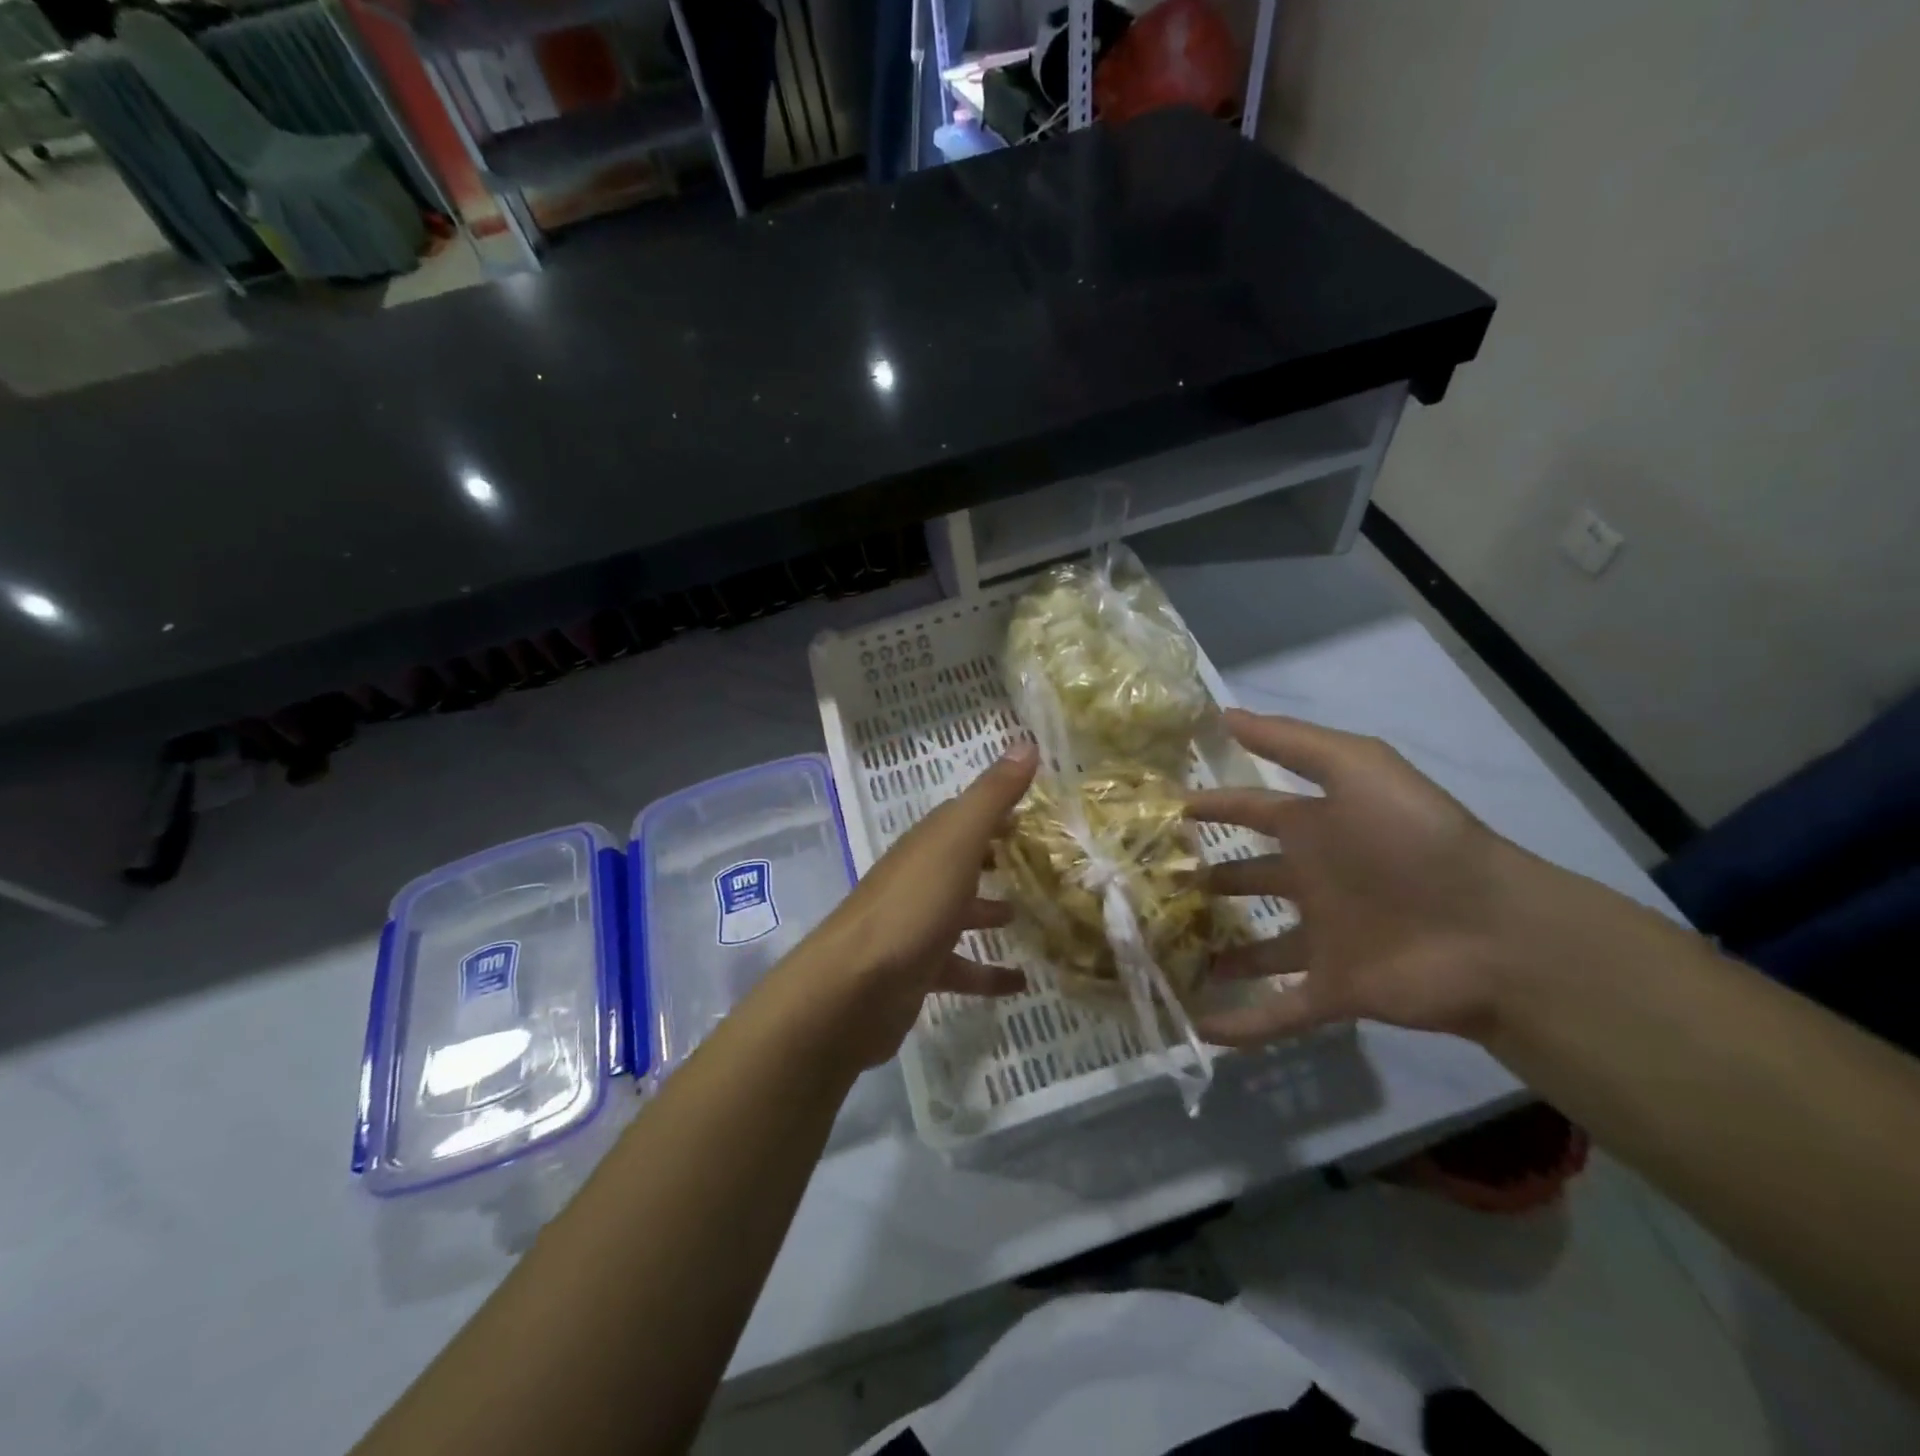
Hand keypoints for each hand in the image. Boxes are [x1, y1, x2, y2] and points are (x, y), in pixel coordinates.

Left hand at [797, 743, 1037, 1066]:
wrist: (854, 988)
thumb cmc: (911, 907)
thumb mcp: (957, 843)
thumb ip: (991, 796)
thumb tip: (1025, 743)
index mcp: (928, 844)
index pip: (963, 815)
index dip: (997, 810)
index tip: (1035, 812)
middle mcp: (919, 878)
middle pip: (961, 860)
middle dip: (994, 857)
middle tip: (1040, 861)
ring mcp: (915, 925)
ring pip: (959, 911)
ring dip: (989, 911)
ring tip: (1030, 915)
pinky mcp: (917, 970)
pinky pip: (959, 966)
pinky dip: (987, 972)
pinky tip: (1020, 982)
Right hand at [1188, 710, 1549, 1045]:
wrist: (1493, 932)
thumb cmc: (1415, 841)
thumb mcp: (1357, 769)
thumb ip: (1292, 742)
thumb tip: (1224, 716)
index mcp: (1316, 830)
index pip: (1249, 811)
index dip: (1209, 807)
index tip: (1159, 811)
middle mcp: (1313, 881)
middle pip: (1247, 879)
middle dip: (1205, 880)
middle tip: (1148, 885)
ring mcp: (1322, 939)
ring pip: (1255, 948)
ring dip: (1217, 952)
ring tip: (1163, 953)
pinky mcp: (1332, 991)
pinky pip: (1278, 1011)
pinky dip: (1241, 1023)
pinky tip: (1199, 1028)